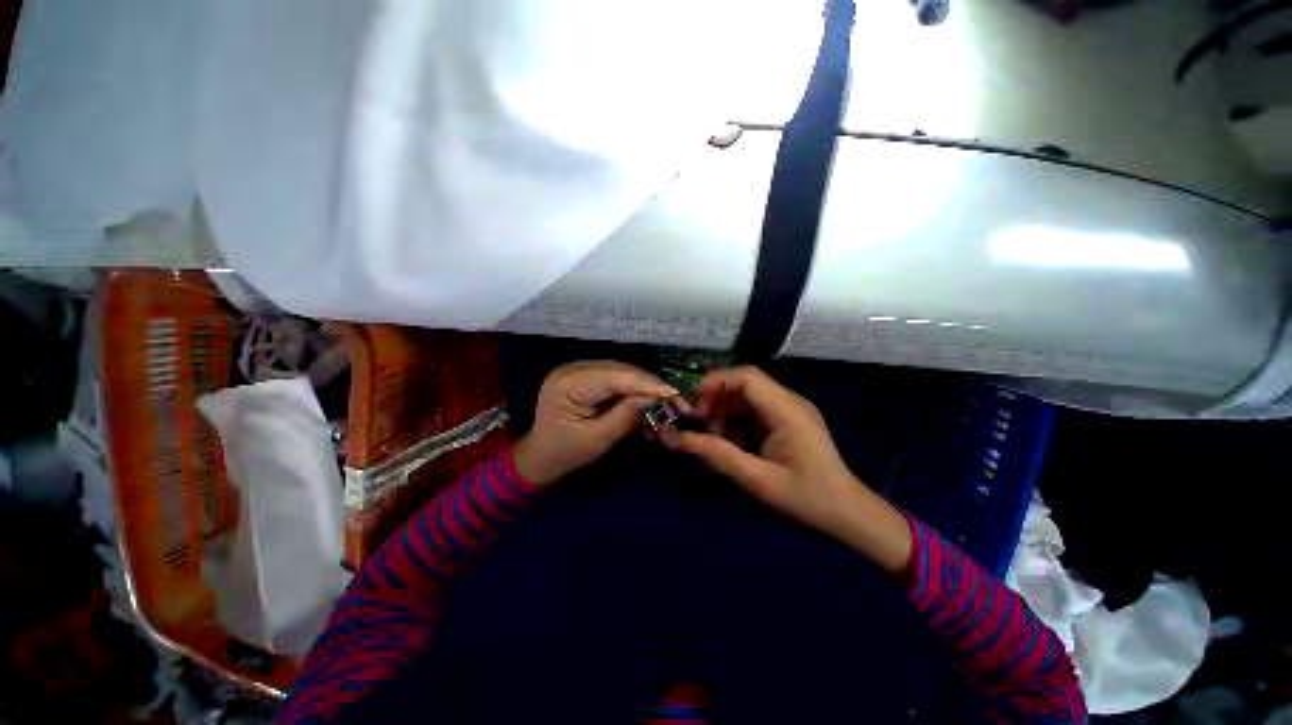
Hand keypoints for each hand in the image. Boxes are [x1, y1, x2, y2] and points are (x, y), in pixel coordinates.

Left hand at [513, 361, 678, 486]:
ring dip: (647, 391)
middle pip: (623, 372)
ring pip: (625, 375)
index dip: (647, 384)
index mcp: (568, 383)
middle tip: (677, 404)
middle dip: (652, 388)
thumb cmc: (565, 453)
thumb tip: (655, 398)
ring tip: (667, 408)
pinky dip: (636, 394)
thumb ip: (626, 415)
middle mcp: (574, 369)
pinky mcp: (589, 377)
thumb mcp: (597, 439)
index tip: (675, 394)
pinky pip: (618, 381)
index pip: (615, 377)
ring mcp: (582, 371)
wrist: (542, 457)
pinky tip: (649, 406)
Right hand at [679, 366, 912, 572]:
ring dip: (725, 413)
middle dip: (717, 400)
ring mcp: (790, 411)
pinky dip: (737, 423)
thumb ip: (719, 455)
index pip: (747, 377)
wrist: (847, 513)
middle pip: (745, 385)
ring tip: (713, 438)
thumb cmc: (806, 497)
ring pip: (747, 399)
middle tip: (698, 423)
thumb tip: (681, 439)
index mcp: (787, 410)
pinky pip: (755, 412)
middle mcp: (789, 402)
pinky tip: (731, 444)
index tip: (692, 400)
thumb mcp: (757, 479)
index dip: (716, 381)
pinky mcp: (788, 421)